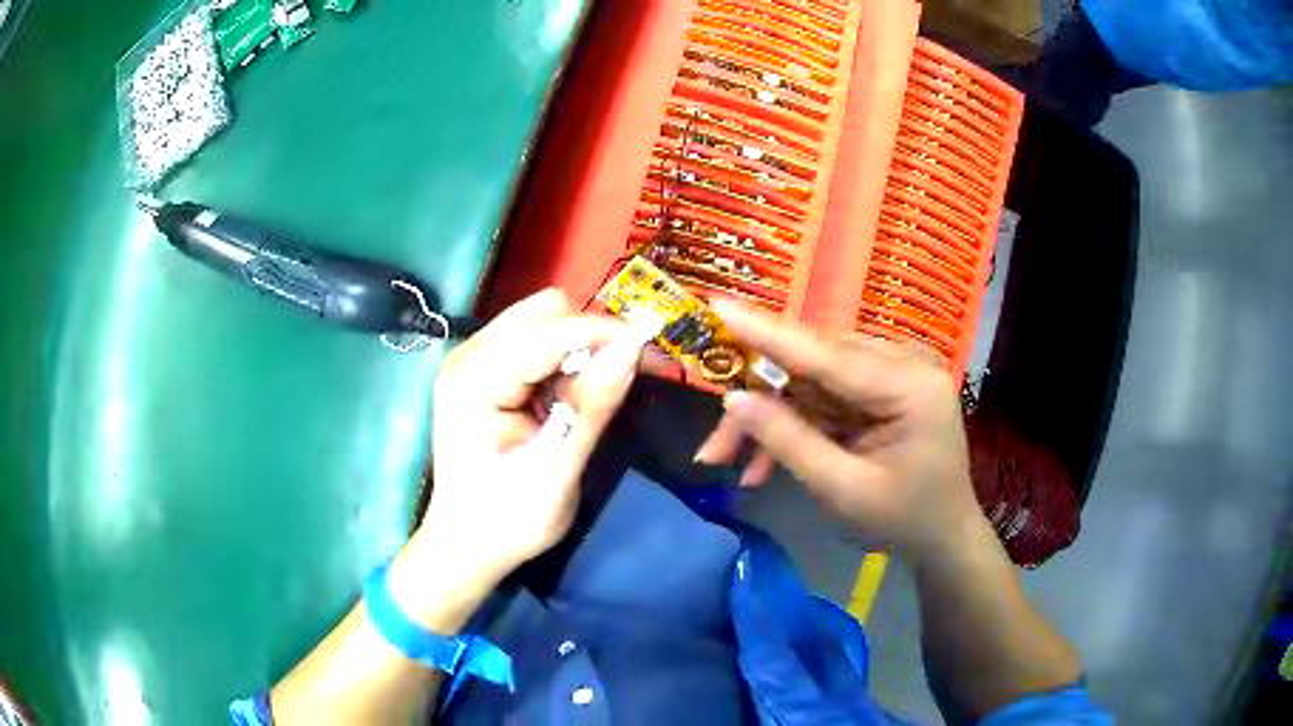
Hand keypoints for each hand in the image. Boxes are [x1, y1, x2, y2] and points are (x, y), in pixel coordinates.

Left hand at [416, 289, 649, 583]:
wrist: (466, 545)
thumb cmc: (507, 520)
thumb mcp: (556, 471)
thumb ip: (592, 407)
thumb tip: (634, 347)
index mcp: (476, 378)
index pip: (552, 331)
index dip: (607, 334)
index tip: (654, 353)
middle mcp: (468, 354)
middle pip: (545, 313)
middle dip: (591, 338)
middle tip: (621, 381)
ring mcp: (471, 358)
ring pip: (542, 321)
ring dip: (578, 347)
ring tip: (592, 394)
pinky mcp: (481, 370)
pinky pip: (533, 341)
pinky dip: (562, 359)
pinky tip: (567, 395)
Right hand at [696, 300, 983, 562]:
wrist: (944, 536)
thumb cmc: (904, 520)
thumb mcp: (844, 490)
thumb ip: (790, 442)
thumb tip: (736, 398)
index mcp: (909, 385)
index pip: (826, 353)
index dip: (766, 333)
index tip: (717, 307)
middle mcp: (903, 362)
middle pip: (810, 366)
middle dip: (757, 403)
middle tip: (712, 446)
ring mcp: (893, 370)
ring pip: (809, 380)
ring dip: (768, 418)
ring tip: (729, 461)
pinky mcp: (881, 385)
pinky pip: (823, 394)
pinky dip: (792, 424)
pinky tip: (763, 465)